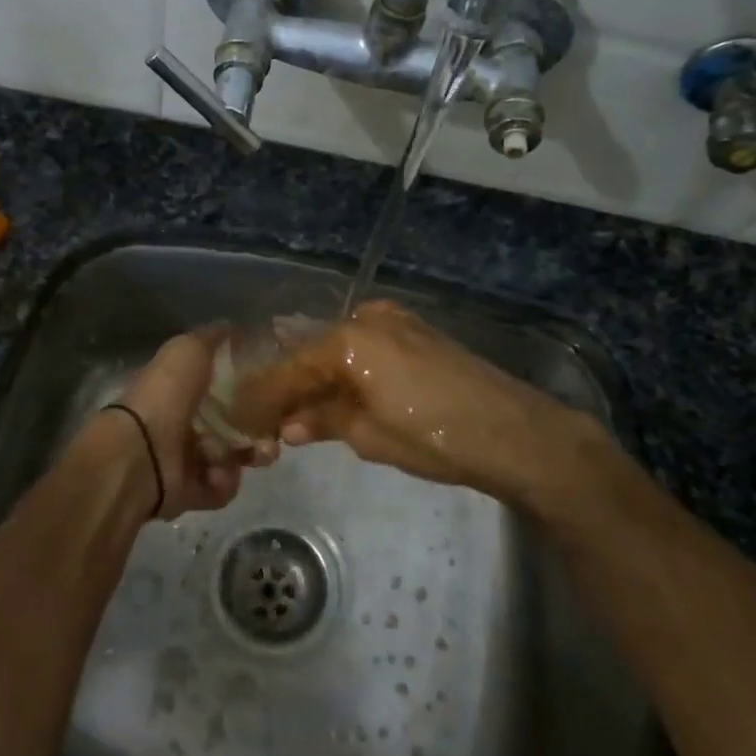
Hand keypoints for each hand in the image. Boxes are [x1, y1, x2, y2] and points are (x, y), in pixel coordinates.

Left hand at [115, 328, 277, 519]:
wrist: (141, 452)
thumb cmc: (166, 394)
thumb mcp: (188, 349)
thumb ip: (213, 338)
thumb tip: (235, 329)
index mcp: (183, 388)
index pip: (227, 387)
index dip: (253, 387)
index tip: (276, 387)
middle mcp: (186, 422)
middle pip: (237, 424)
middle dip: (262, 426)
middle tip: (278, 429)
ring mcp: (188, 459)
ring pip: (236, 456)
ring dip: (252, 453)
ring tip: (258, 453)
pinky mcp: (192, 492)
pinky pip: (222, 487)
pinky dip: (224, 481)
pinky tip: (218, 472)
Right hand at [227, 300, 576, 499]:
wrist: (514, 432)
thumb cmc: (436, 437)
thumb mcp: (369, 436)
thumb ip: (323, 421)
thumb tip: (289, 425)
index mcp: (347, 340)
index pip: (289, 369)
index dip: (263, 397)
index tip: (241, 418)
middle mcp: (366, 318)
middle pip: (311, 353)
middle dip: (288, 386)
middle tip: (266, 417)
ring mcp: (394, 321)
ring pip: (337, 349)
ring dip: (317, 378)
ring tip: (297, 412)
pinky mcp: (415, 331)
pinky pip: (364, 347)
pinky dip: (346, 370)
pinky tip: (336, 394)